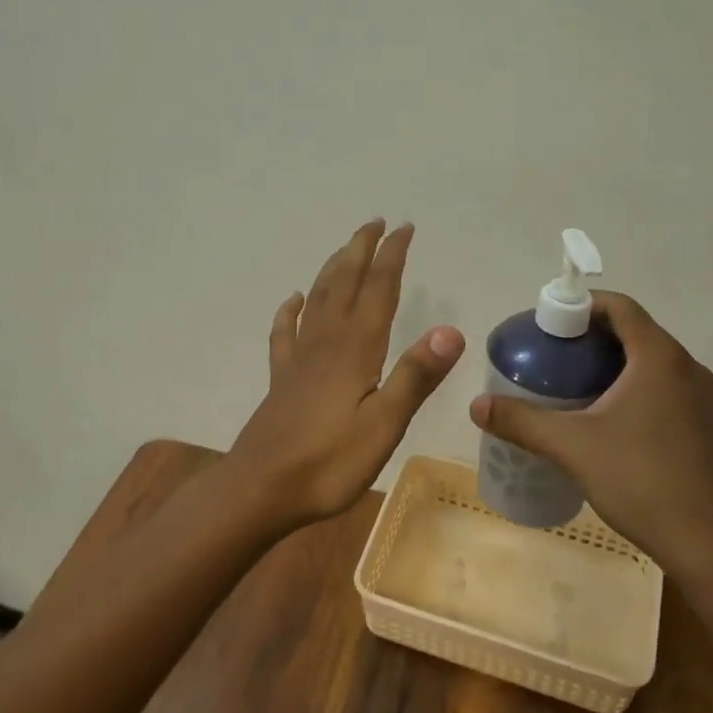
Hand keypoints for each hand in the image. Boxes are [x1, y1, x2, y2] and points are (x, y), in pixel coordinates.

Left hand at [229, 220, 464, 528]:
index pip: (378, 290)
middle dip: (361, 250)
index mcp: (355, 350)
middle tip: (376, 223)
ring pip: (317, 299)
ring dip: (332, 268)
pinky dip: (290, 310)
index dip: (392, 257)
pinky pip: (284, 333)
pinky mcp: (281, 379)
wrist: (260, 490)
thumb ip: (416, 376)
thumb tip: (452, 330)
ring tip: (345, 248)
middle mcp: (326, 343)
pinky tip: (292, 299)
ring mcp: (299, 360)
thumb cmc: (328, 463)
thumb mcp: (384, 425)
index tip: (404, 228)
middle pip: (344, 283)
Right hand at [470, 291, 712, 576]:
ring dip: (611, 363)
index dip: (582, 305)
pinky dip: (631, 386)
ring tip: (571, 384)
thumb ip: (522, 421)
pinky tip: (604, 419)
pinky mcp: (703, 425)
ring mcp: (700, 398)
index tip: (549, 324)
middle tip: (551, 356)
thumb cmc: (640, 480)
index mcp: (659, 357)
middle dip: (590, 336)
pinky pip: (662, 386)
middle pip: (634, 331)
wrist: (708, 544)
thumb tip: (477, 405)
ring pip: (649, 361)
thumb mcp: (572, 447)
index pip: (620, 306)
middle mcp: (686, 367)